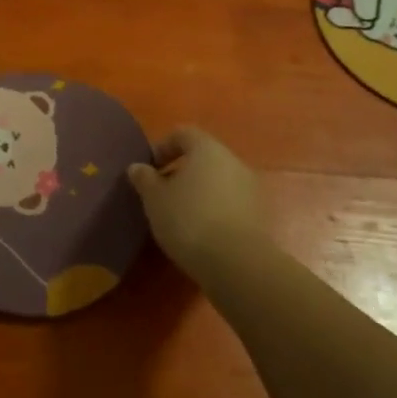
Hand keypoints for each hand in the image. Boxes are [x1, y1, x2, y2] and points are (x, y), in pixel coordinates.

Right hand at [127, 126, 263, 276]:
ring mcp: (250, 188)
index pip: (183, 134)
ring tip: (179, 215)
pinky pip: (230, 202)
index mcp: (207, 149)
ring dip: (198, 192)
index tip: (149, 169)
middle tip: (161, 193)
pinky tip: (200, 231)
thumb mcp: (154, 199)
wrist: (237, 264)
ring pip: (218, 181)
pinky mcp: (259, 215)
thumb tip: (138, 167)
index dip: (162, 147)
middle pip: (203, 157)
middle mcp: (233, 161)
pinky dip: (214, 209)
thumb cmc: (188, 219)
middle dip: (180, 171)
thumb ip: (144, 179)